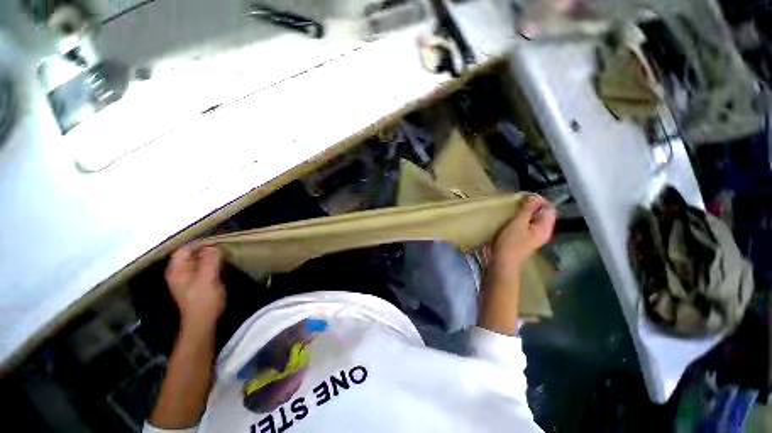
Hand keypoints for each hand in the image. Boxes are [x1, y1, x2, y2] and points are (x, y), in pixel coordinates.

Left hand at [165, 243, 225, 333]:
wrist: (203, 320)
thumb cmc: (203, 299)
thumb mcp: (207, 278)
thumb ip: (209, 261)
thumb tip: (213, 246)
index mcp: (177, 270)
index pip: (184, 249)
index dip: (199, 243)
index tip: (217, 240)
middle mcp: (180, 272)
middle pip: (191, 254)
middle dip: (206, 248)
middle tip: (223, 245)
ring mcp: (188, 277)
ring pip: (198, 260)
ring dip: (210, 255)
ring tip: (225, 252)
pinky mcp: (198, 282)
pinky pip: (204, 267)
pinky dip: (212, 262)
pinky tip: (222, 263)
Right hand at [493, 195, 556, 267]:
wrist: (502, 261)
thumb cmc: (510, 242)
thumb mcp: (517, 223)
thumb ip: (527, 210)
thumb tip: (535, 196)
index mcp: (545, 228)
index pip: (549, 209)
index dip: (540, 201)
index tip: (526, 197)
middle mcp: (543, 232)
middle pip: (542, 214)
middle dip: (532, 207)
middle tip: (518, 203)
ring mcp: (535, 236)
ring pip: (534, 220)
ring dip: (526, 213)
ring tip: (514, 209)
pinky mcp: (526, 239)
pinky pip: (528, 225)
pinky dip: (522, 220)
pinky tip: (512, 219)